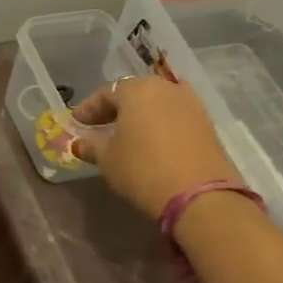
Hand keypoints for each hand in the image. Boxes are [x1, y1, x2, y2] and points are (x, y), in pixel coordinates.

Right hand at [71, 77, 240, 218]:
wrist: (197, 193)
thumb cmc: (141, 169)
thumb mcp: (107, 159)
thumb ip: (91, 146)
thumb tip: (80, 142)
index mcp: (137, 90)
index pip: (106, 93)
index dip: (88, 108)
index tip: (76, 123)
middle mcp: (166, 89)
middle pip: (135, 93)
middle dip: (115, 108)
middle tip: (99, 124)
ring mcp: (191, 104)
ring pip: (157, 102)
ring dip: (140, 114)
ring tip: (126, 132)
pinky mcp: (206, 123)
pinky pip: (174, 115)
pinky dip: (159, 123)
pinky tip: (150, 140)